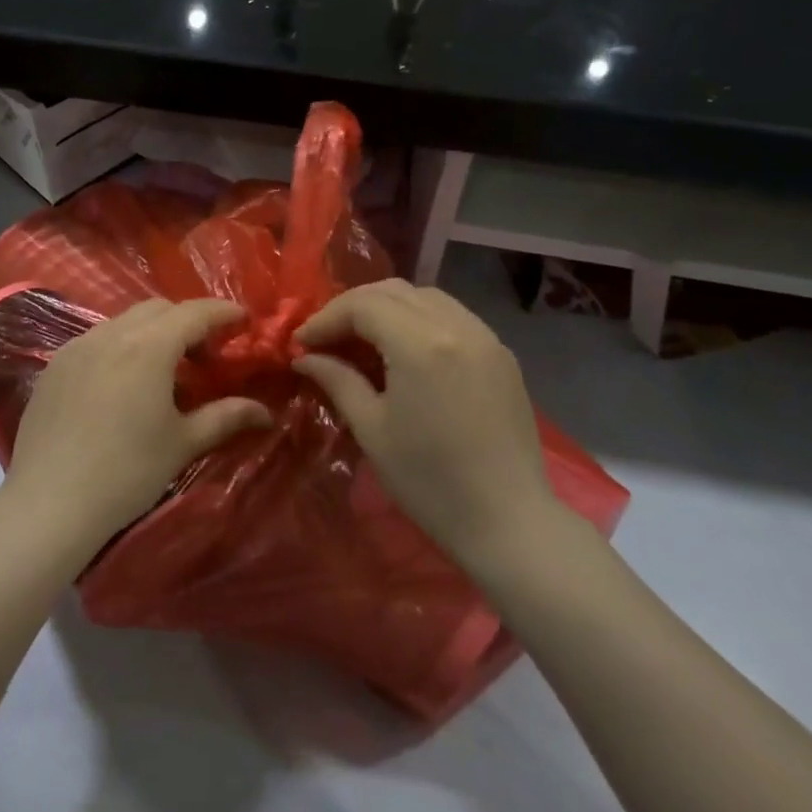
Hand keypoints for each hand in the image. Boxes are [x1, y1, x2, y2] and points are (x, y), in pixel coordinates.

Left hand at [1, 299, 272, 562]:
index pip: (194, 312)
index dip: (222, 312)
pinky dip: (120, 347)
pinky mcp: (54, 367)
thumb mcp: (182, 443)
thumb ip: (225, 418)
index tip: (243, 320)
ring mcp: (77, 348)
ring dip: (151, 333)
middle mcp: (111, 334)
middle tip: (205, 355)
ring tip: (163, 372)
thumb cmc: (127, 472)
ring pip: (123, 322)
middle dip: (186, 321)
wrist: (49, 502)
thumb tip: (264, 411)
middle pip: (157, 309)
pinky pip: (96, 340)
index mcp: (148, 347)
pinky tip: (122, 386)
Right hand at [294, 281, 555, 572]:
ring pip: (425, 297)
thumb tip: (306, 357)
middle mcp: (456, 325)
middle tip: (328, 337)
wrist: (509, 520)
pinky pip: (453, 315)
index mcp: (421, 344)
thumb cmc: (429, 480)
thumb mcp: (372, 429)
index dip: (326, 318)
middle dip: (353, 307)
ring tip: (364, 339)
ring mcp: (485, 336)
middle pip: (393, 291)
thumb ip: (337, 380)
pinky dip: (420, 319)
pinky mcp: (502, 354)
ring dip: (388, 307)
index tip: (302, 343)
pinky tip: (406, 349)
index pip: (362, 305)